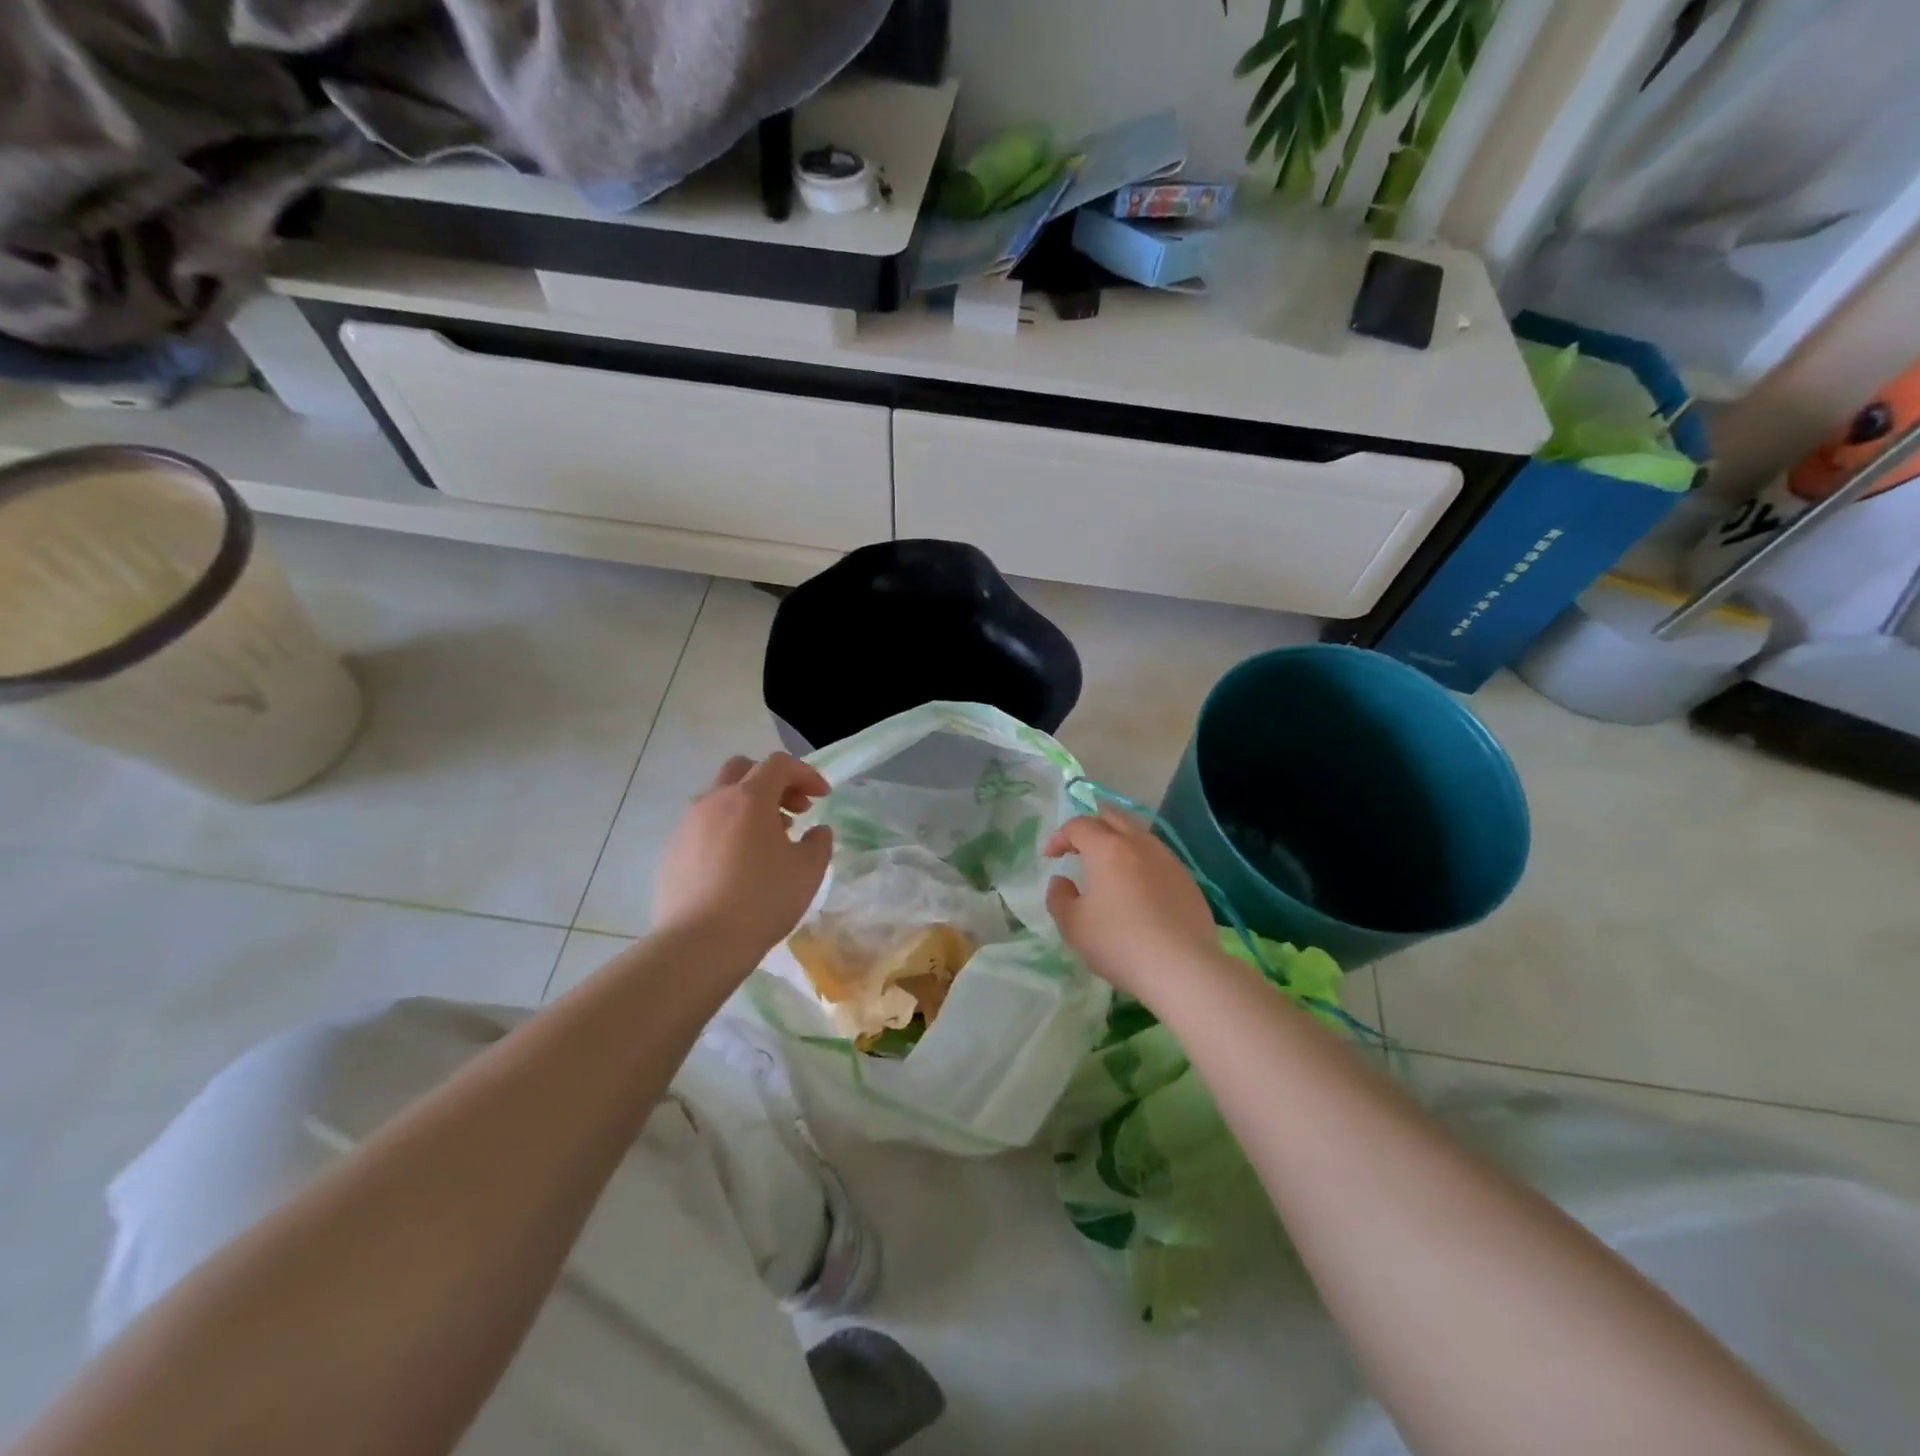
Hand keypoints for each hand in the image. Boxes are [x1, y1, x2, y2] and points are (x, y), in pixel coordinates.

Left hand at [655, 753, 833, 966]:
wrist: (699, 944)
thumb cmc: (762, 900)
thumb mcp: (807, 871)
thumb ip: (818, 843)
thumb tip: (817, 831)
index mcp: (749, 799)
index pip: (779, 765)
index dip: (805, 774)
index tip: (822, 797)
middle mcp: (713, 801)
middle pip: (743, 770)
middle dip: (773, 782)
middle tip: (794, 810)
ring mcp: (687, 825)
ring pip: (720, 798)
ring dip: (748, 807)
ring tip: (767, 840)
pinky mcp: (672, 851)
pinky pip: (703, 826)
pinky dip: (726, 830)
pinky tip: (737, 864)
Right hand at [1045, 805, 1224, 1003]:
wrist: (1183, 968)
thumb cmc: (1119, 943)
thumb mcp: (1073, 925)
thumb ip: (1059, 897)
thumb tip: (1062, 881)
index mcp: (1107, 848)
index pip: (1078, 825)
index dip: (1059, 837)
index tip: (1050, 857)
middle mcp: (1139, 843)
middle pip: (1112, 816)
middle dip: (1090, 826)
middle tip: (1078, 847)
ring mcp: (1167, 859)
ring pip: (1137, 834)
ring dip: (1117, 841)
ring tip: (1107, 867)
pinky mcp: (1186, 878)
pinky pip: (1156, 856)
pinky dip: (1138, 861)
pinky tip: (1136, 889)